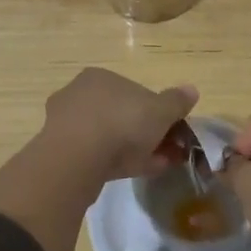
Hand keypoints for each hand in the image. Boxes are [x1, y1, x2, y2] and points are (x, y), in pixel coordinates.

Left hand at [41, 68, 197, 183]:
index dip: (156, 113)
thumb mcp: (160, 111)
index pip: (134, 92)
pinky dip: (115, 161)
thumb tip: (192, 90)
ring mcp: (65, 122)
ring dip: (133, 149)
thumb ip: (176, 101)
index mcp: (101, 76)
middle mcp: (79, 93)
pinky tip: (134, 173)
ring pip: (108, 135)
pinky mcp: (58, 149)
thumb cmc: (122, 123)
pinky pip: (94, 152)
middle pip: (121, 114)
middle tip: (166, 153)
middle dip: (145, 134)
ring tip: (155, 166)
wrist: (77, 159)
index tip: (171, 132)